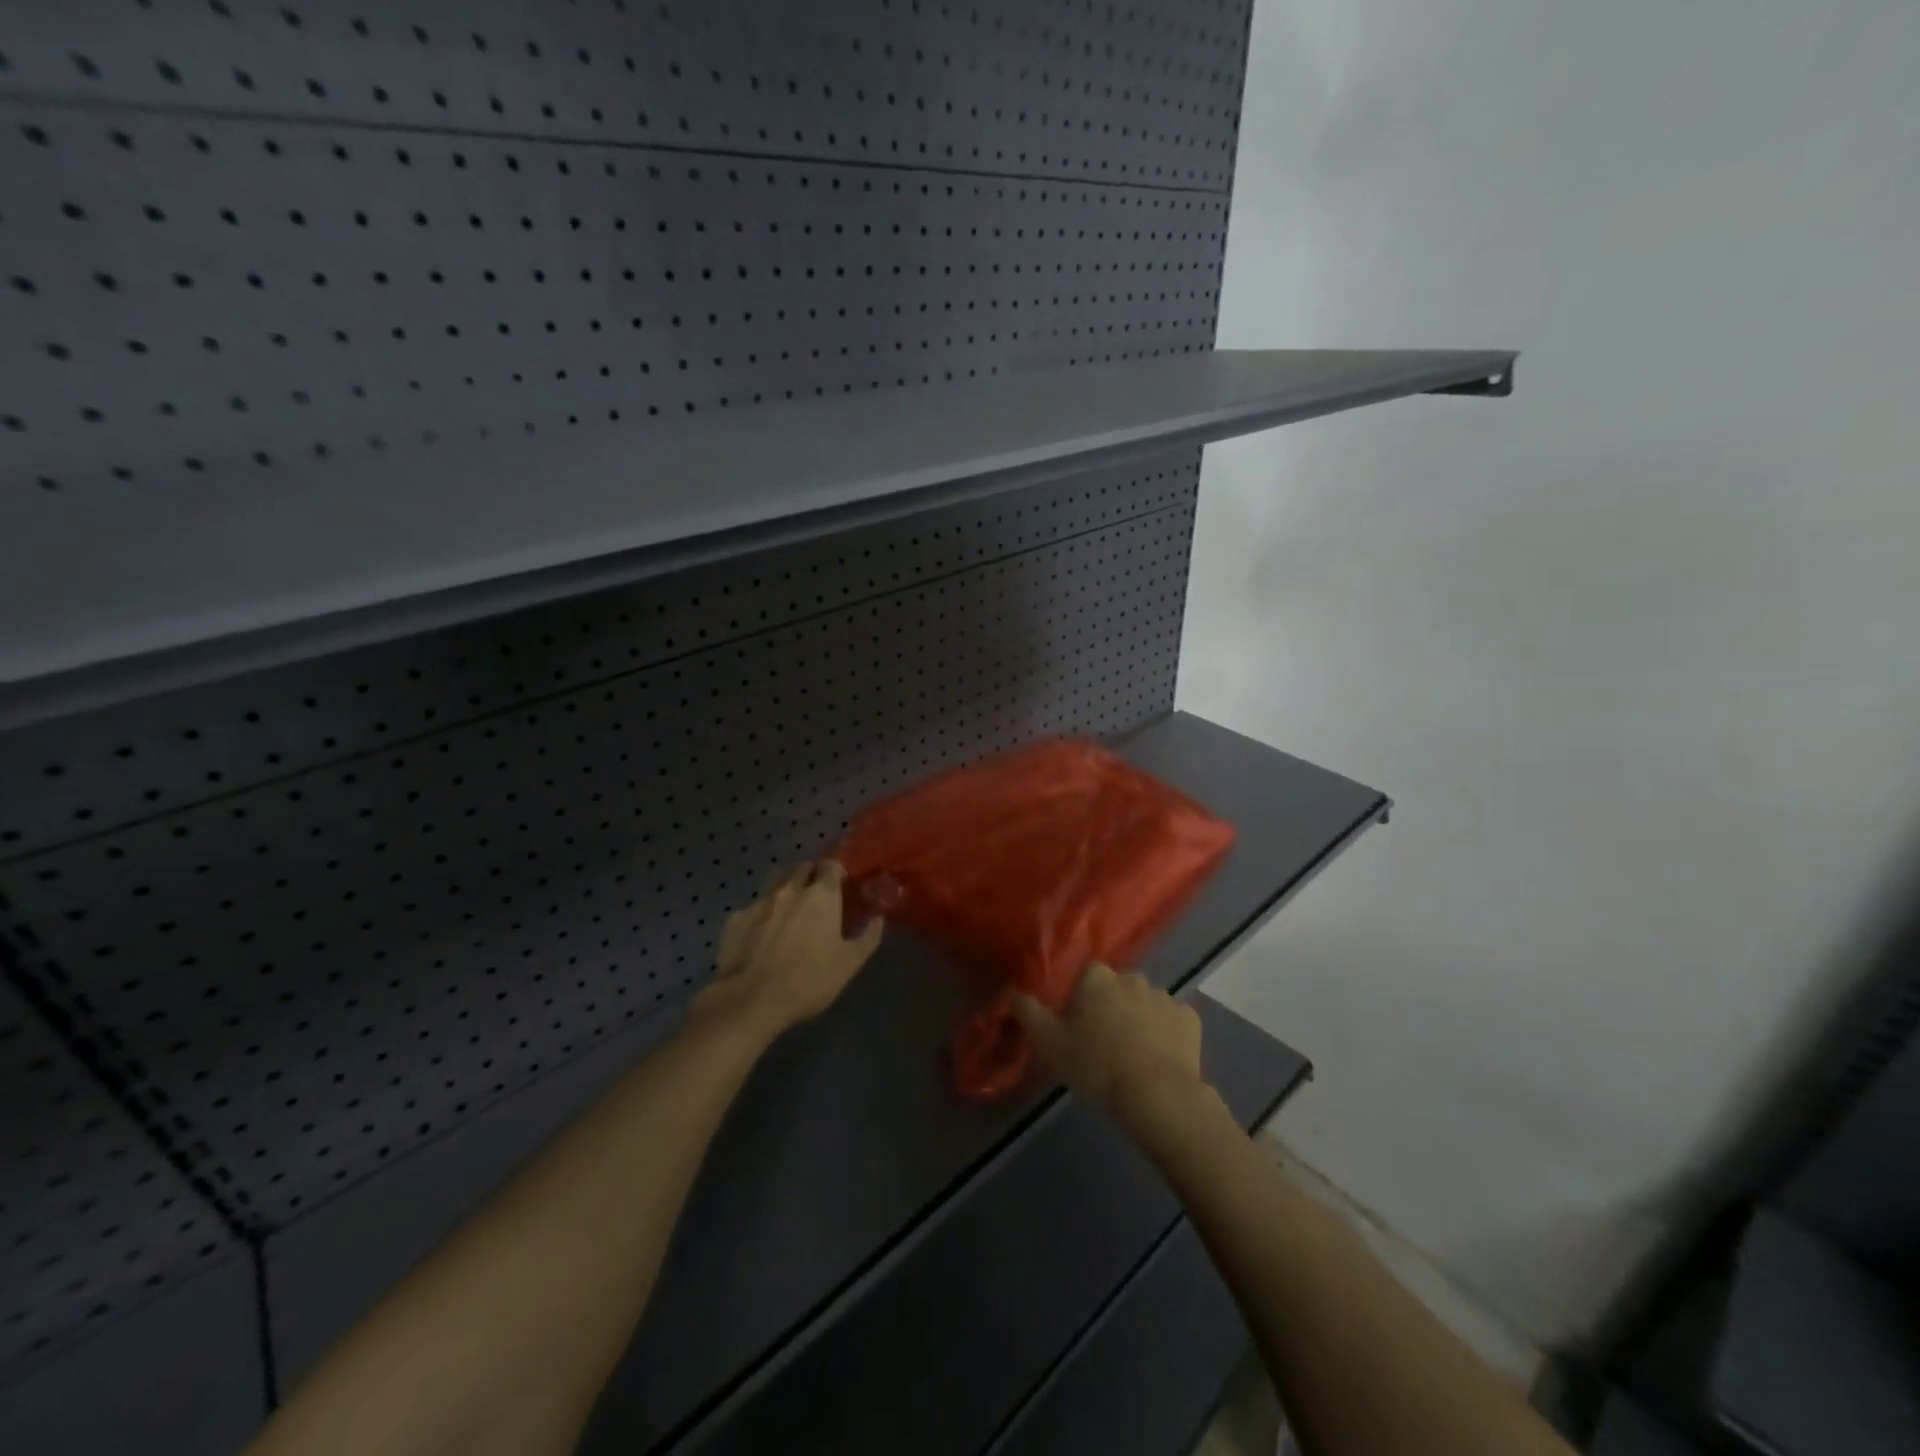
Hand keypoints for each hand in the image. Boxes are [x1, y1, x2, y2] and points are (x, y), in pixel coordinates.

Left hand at [696, 860, 883, 1041]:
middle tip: (817, 897)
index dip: (837, 872)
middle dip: (811, 875)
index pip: (832, 865)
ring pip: (775, 881)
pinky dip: (761, 913)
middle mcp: (790, 889)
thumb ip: (867, 937)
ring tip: (789, 909)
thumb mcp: (849, 964)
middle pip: (802, 867)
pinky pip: (753, 906)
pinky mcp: (735, 918)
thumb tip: (878, 919)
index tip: (842, 886)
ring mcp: (760, 901)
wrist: (751, 1000)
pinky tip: (761, 932)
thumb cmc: (809, 980)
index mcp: (822, 895)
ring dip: (785, 887)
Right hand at [1012, 963, 1206, 1124]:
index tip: (1078, 1029)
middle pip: (1116, 989)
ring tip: (1133, 1058)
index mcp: (1097, 977)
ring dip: (1139, 1021)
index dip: (1081, 1002)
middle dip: (1111, 1008)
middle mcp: (1132, 977)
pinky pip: (1172, 1022)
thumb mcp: (1049, 1043)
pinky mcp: (1190, 1020)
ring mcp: (1165, 997)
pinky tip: (1160, 1060)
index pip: (1086, 978)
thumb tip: (1012, 994)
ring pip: (1145, 1004)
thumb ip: (1028, 1013)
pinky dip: (1166, 1035)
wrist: (1157, 1097)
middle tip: (1104, 1046)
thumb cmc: (1097, 1066)